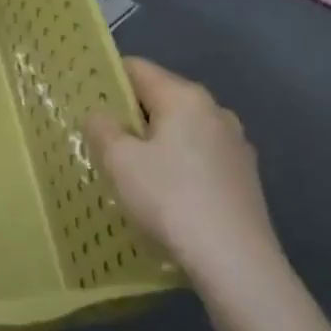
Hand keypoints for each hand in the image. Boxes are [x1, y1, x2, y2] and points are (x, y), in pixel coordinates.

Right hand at [85, 58, 285, 299]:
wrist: (236, 261)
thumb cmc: (170, 199)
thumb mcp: (120, 161)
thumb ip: (102, 128)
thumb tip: (101, 114)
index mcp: (185, 97)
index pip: (137, 69)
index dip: (107, 79)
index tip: (86, 101)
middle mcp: (215, 111)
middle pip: (162, 98)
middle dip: (131, 114)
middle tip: (101, 139)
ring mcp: (236, 144)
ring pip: (182, 129)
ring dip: (156, 142)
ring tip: (132, 170)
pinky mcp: (245, 177)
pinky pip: (200, 156)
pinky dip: (179, 164)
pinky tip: (166, 194)